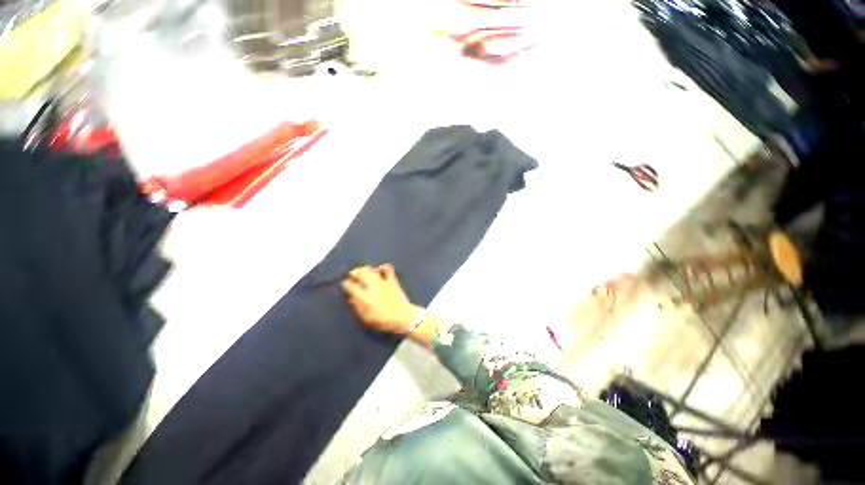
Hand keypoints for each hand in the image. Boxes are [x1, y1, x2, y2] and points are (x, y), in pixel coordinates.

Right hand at [342, 264, 421, 334]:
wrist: (403, 318)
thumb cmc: (383, 321)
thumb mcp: (366, 318)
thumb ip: (357, 306)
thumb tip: (350, 297)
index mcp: (364, 298)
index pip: (351, 286)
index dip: (346, 284)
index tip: (345, 284)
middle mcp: (372, 287)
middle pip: (360, 274)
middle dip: (354, 273)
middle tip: (351, 275)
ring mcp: (383, 282)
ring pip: (371, 270)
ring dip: (365, 269)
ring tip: (362, 271)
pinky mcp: (392, 280)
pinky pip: (387, 269)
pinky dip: (382, 267)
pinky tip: (379, 269)